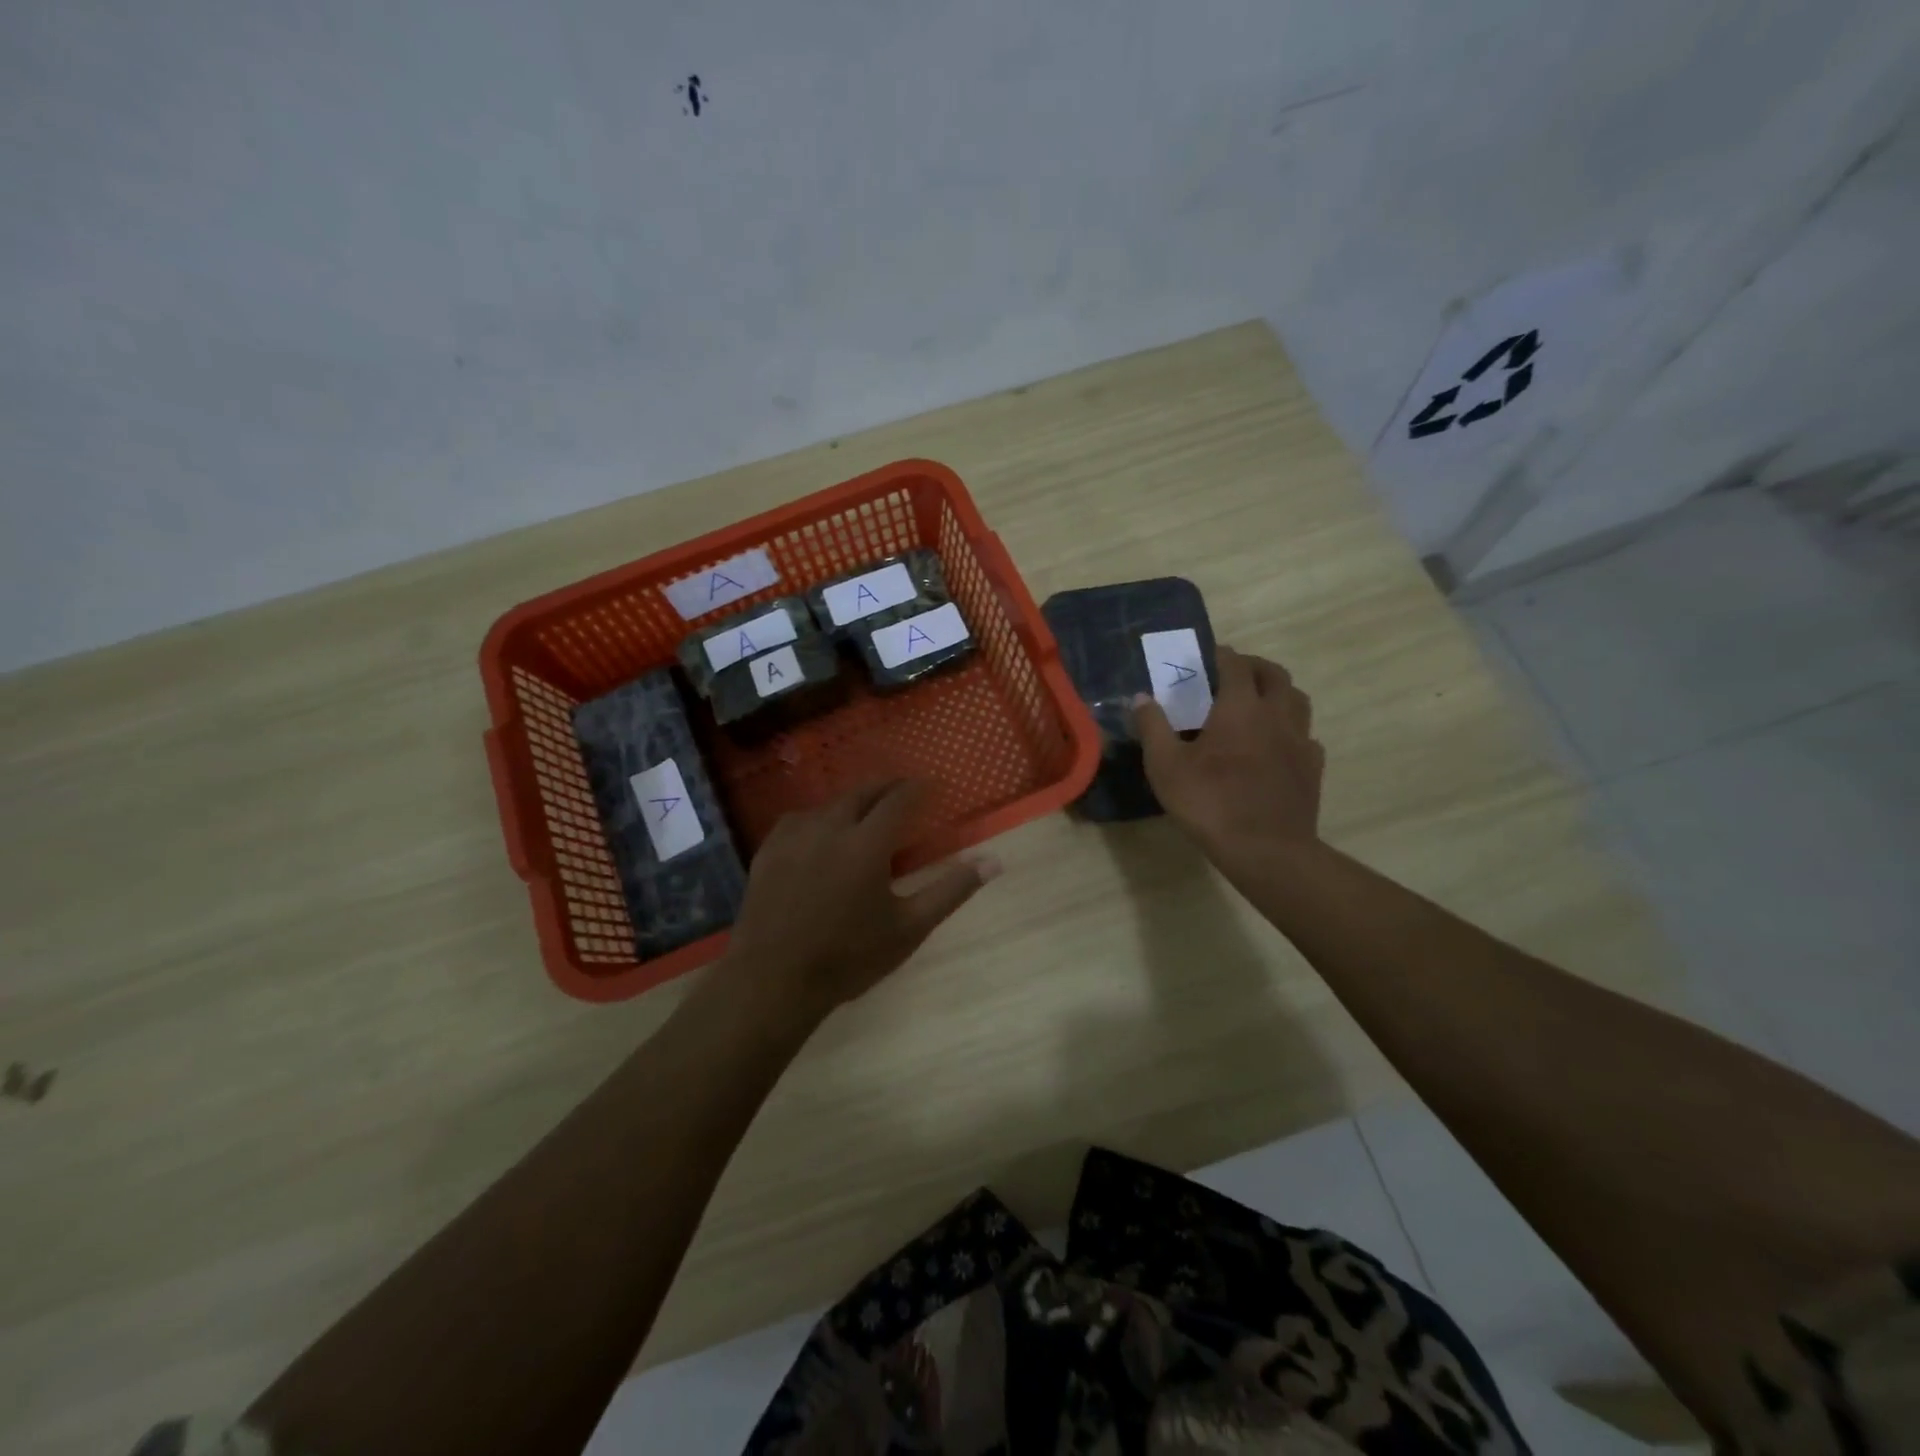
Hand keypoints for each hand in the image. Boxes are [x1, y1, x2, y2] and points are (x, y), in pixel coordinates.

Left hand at [720, 781, 998, 1027]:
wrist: (772, 981)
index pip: (899, 799)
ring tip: (866, 812)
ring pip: (830, 804)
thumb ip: (951, 890)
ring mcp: (793, 836)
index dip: (919, 788)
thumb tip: (993, 861)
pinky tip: (821, 833)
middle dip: (887, 787)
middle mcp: (830, 827)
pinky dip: (819, 818)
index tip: (933, 785)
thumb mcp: (909, 928)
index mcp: (867, 843)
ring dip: (853, 802)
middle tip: (904, 791)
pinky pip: (799, 819)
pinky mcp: (768, 850)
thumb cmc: (848, 957)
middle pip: (863, 792)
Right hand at [1132, 646, 1324, 861]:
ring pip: (1297, 700)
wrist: (1266, 850)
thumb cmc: (1210, 802)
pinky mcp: (1312, 767)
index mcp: (1240, 707)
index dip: (1220, 655)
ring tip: (1257, 704)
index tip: (1206, 656)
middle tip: (1233, 675)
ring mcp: (1300, 741)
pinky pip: (1306, 735)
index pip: (1235, 665)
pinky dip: (1291, 730)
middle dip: (1254, 667)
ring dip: (1278, 693)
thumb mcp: (1166, 766)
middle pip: (1274, 674)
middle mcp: (1276, 714)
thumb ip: (1153, 727)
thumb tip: (1141, 697)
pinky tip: (1277, 745)